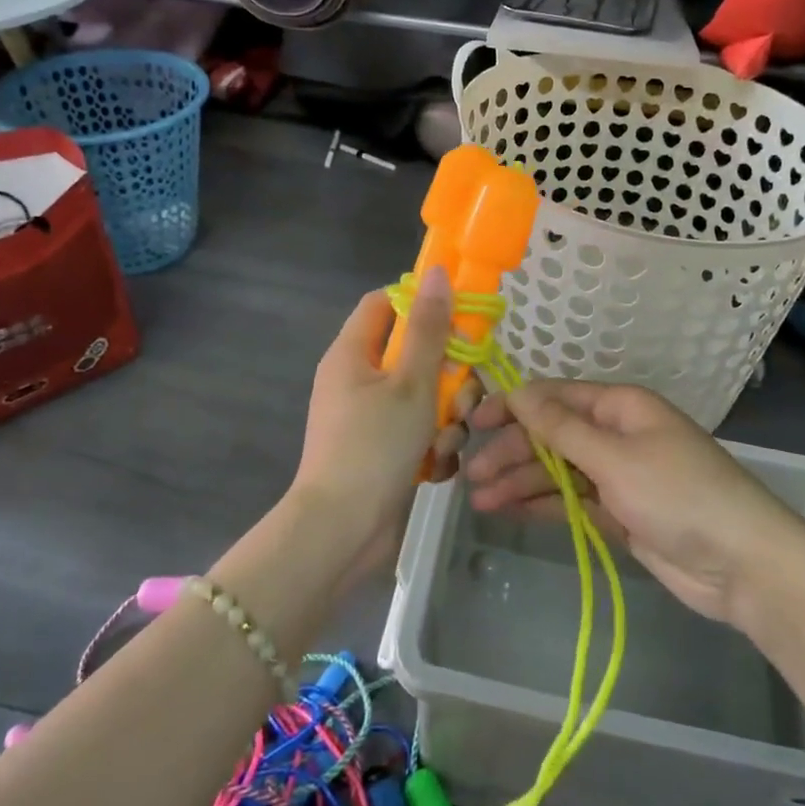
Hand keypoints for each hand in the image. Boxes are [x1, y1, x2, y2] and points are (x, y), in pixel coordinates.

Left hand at [290, 268, 476, 578]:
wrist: (342, 532)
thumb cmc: (375, 446)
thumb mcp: (411, 382)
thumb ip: (429, 328)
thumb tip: (436, 273)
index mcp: (352, 353)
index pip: (384, 303)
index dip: (420, 302)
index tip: (458, 317)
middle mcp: (357, 380)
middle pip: (413, 353)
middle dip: (447, 375)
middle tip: (462, 395)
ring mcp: (368, 418)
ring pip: (423, 397)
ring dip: (445, 417)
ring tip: (444, 442)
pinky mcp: (381, 451)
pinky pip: (417, 432)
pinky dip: (432, 446)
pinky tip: (435, 467)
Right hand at [464, 381, 801, 621]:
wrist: (742, 564)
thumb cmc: (679, 495)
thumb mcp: (615, 457)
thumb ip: (562, 429)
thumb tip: (519, 392)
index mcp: (620, 406)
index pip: (555, 397)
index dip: (513, 406)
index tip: (473, 422)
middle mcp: (616, 434)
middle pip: (552, 435)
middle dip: (512, 450)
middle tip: (471, 473)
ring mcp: (618, 475)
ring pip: (558, 470)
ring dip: (520, 481)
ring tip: (479, 500)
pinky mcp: (619, 513)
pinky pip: (571, 500)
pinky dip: (541, 504)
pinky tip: (508, 511)